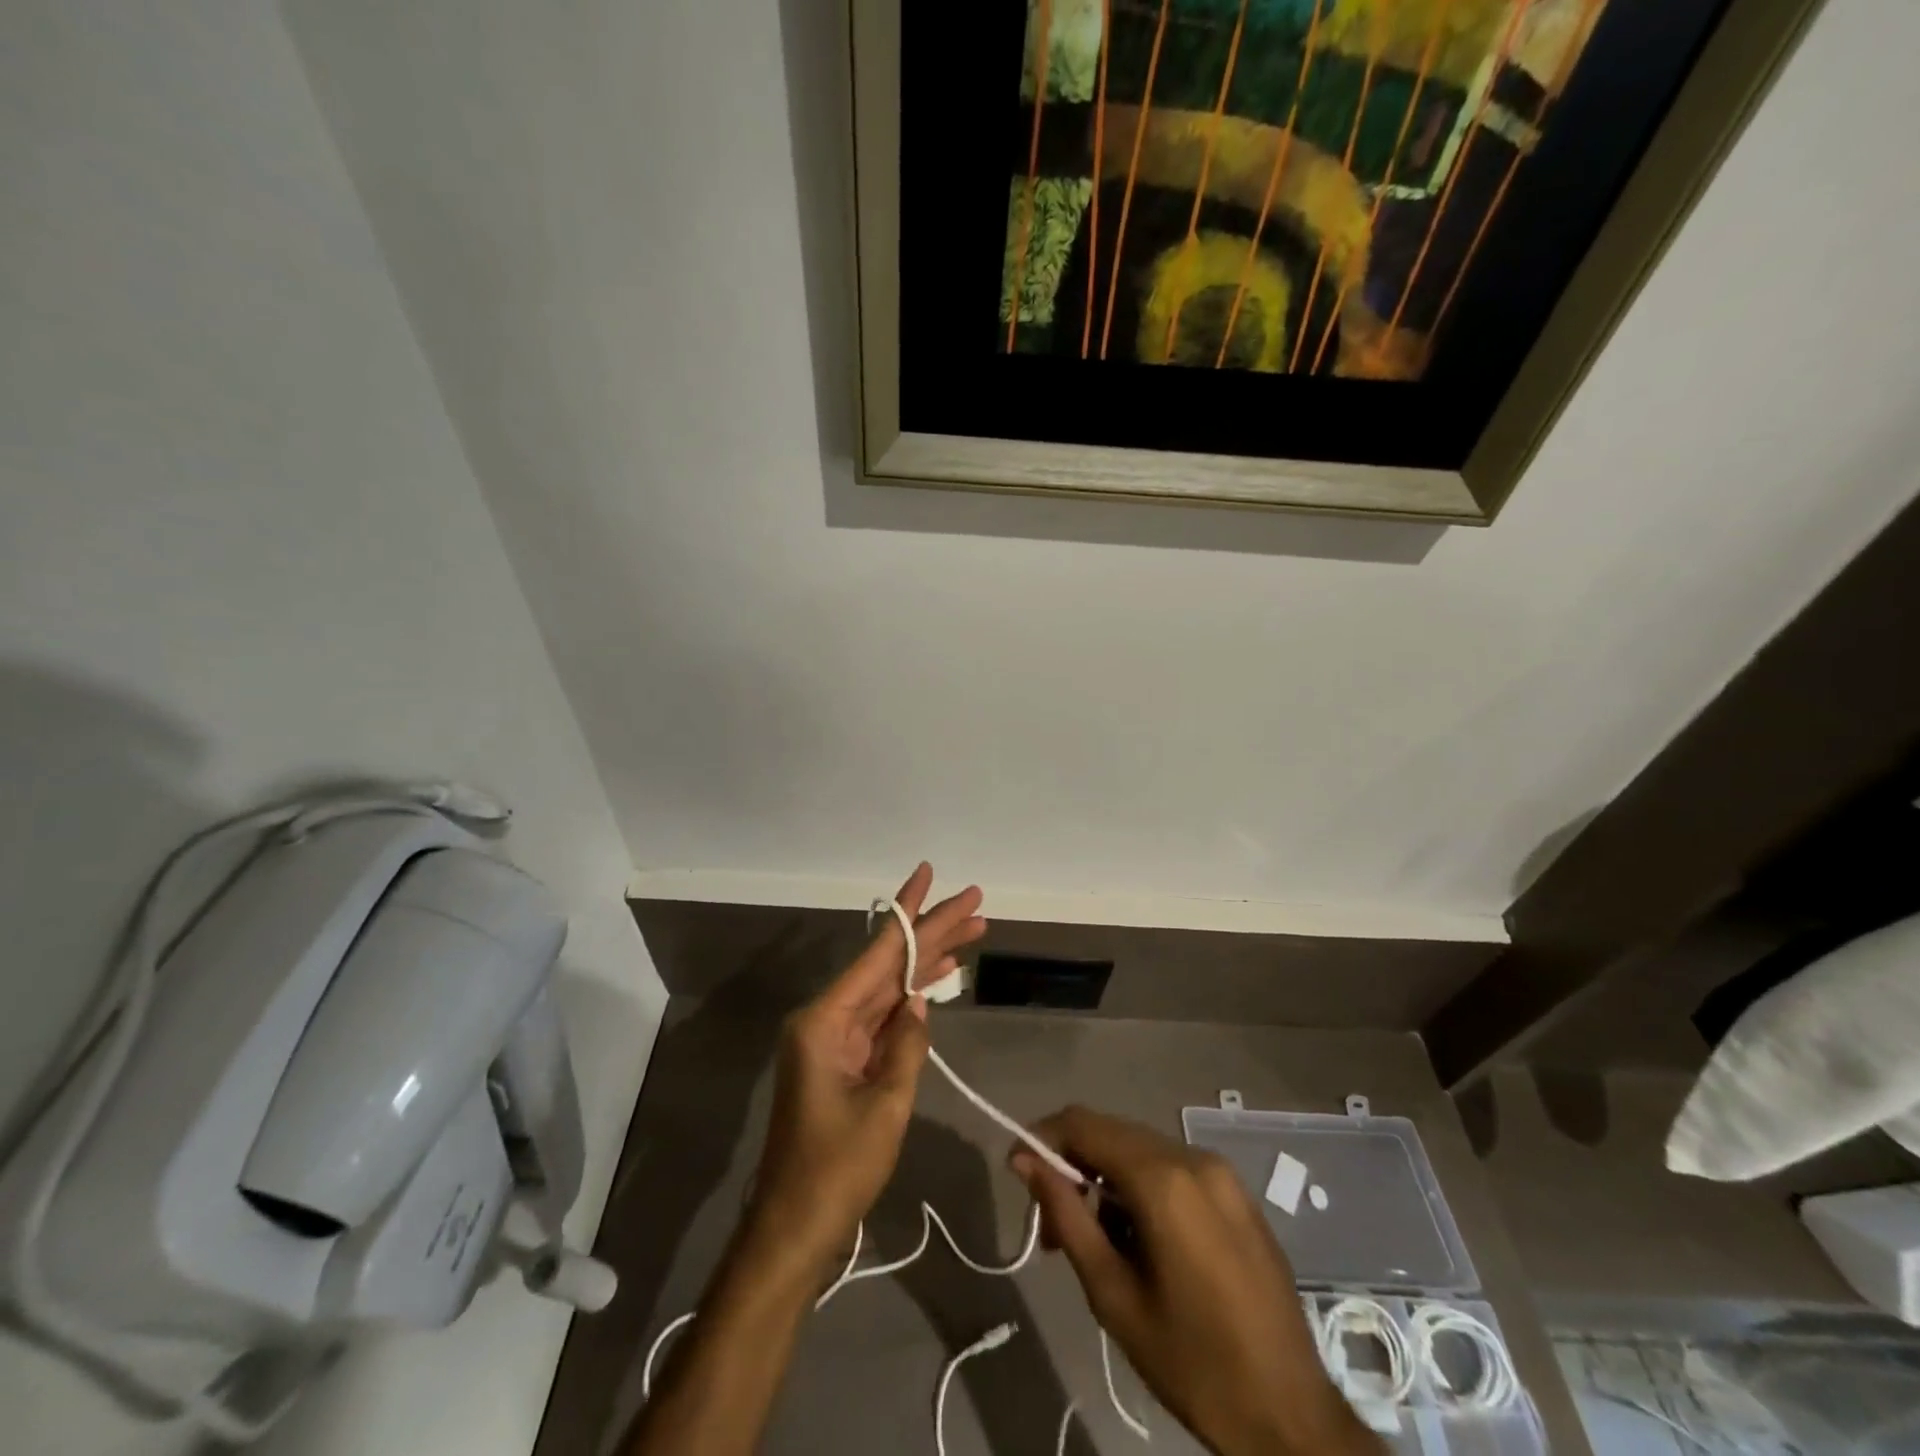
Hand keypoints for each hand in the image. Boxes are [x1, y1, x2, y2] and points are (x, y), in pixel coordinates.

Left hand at [749, 864, 986, 1264]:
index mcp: (825, 1021)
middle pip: (887, 964)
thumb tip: (919, 1003)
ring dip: (927, 964)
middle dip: (931, 933)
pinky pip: (882, 1017)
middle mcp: (826, 1019)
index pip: (878, 954)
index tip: (929, 873)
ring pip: (888, 987)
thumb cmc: (836, 1172)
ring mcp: (833, 1039)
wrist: (794, 1230)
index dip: (910, 912)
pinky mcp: (842, 1060)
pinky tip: (939, 981)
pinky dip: (911, 999)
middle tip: (974, 904)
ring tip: (972, 933)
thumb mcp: (885, 1107)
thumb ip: (907, 1046)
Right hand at [1011, 1108, 1380, 1455]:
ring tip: (1093, 1242)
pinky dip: (1141, 1188)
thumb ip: (1066, 1216)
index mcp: (1164, 1179)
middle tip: (1052, 1227)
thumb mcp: (1113, 1296)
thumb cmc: (1193, 1364)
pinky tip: (1138, 1239)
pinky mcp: (1237, 1193)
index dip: (1043, 1138)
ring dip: (1106, 1180)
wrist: (1293, 1417)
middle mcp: (1193, 1157)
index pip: (1084, 1124)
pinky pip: (1172, 1169)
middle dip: (1073, 1167)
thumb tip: (1025, 1160)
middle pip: (1112, 1134)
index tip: (1017, 1172)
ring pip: (1141, 1150)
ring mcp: (1221, 1172)